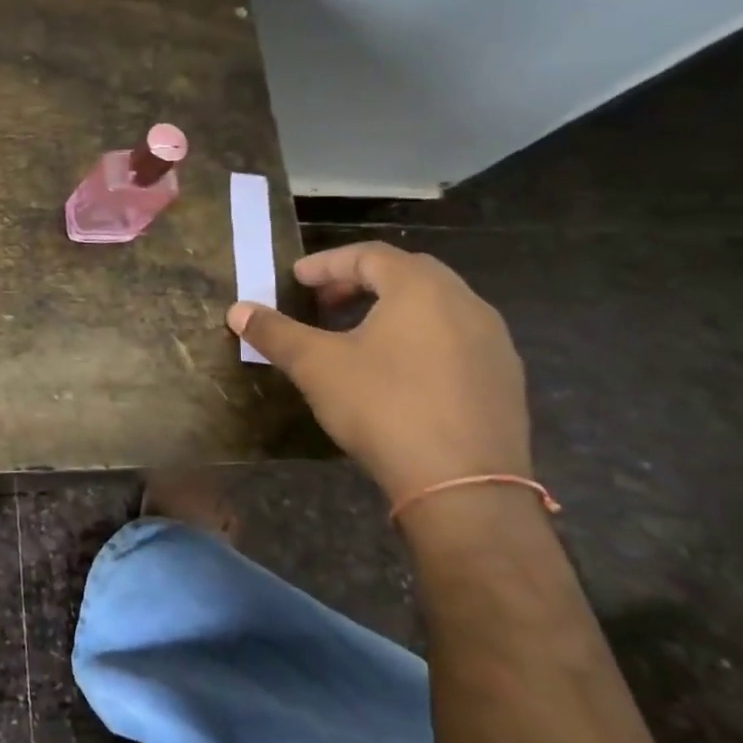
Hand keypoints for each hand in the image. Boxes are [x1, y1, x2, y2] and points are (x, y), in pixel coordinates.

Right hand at [226, 240, 528, 505]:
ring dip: (393, 308)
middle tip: (326, 302)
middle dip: (361, 281)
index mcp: (420, 289)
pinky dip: (422, 338)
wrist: (464, 487)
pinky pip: (457, 339)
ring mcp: (493, 342)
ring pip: (437, 306)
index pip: (369, 255)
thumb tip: (237, 310)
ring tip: (358, 334)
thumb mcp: (316, 366)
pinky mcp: (505, 380)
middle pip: (407, 273)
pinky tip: (399, 371)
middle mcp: (465, 303)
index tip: (296, 280)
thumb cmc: (384, 407)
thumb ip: (275, 332)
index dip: (327, 263)